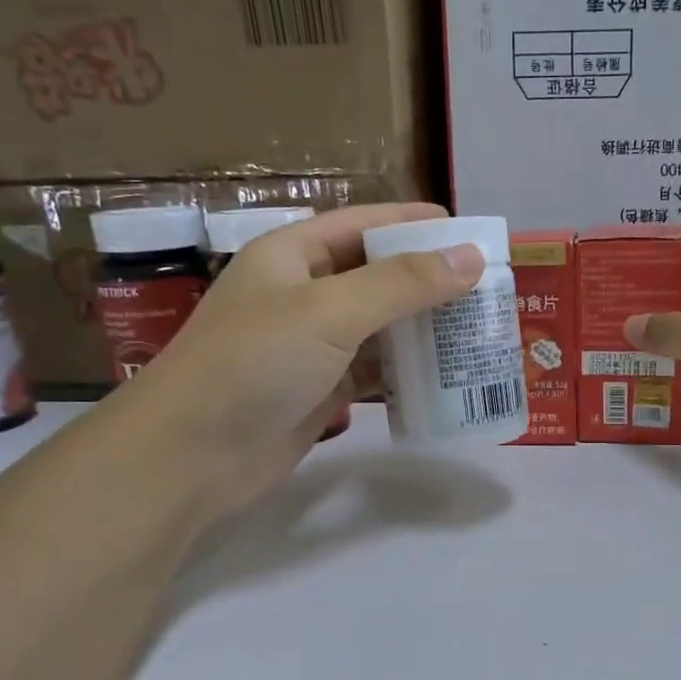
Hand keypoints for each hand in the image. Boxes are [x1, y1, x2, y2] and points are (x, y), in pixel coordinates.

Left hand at [115, 202, 483, 513]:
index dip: (414, 224)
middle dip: (429, 280)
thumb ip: (402, 284)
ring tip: (479, 330)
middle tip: (488, 289)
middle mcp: (303, 294)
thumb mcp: (330, 311)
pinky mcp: (322, 390)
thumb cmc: (254, 362)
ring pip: (380, 326)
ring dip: (424, 328)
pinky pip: (375, 370)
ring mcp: (312, 346)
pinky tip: (446, 375)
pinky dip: (407, 371)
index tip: (469, 232)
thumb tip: (471, 258)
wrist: (192, 455)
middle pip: (378, 276)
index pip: (364, 224)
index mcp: (293, 255)